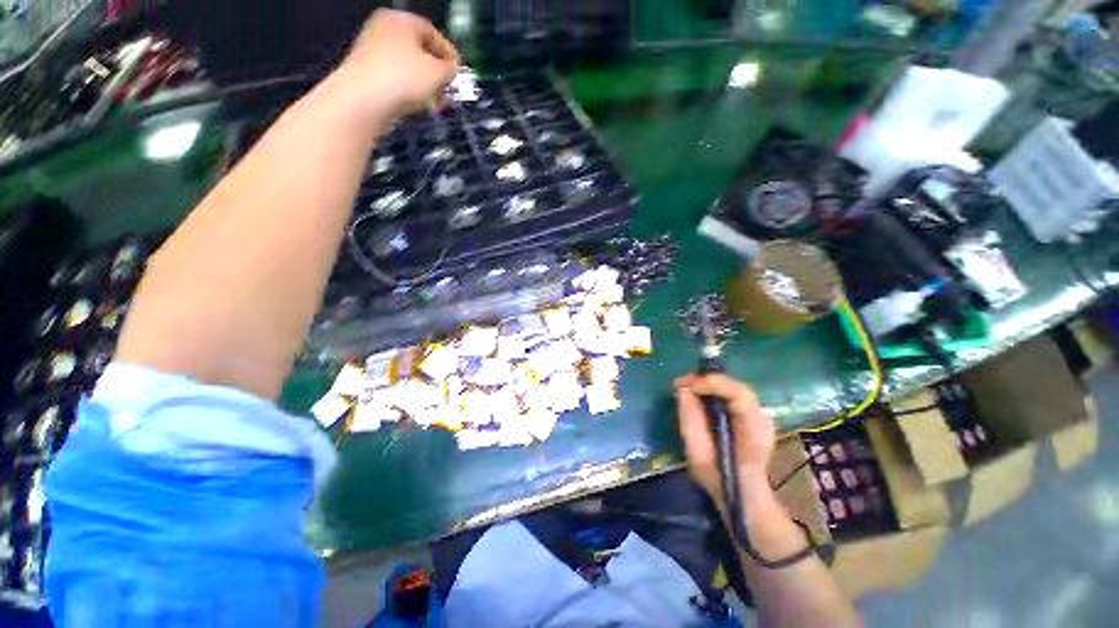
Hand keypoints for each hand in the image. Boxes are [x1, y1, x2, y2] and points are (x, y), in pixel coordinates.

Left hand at [334, 9, 459, 120]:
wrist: (364, 101)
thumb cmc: (404, 79)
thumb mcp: (438, 73)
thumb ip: (451, 69)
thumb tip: (452, 68)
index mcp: (400, 20)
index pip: (432, 32)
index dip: (449, 53)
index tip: (458, 72)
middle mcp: (384, 29)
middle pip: (419, 49)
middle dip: (437, 71)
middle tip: (449, 88)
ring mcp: (372, 51)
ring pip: (409, 66)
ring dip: (426, 84)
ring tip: (437, 102)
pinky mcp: (368, 73)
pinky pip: (397, 78)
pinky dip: (410, 89)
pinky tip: (420, 104)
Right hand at [675, 374, 775, 511]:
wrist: (744, 497)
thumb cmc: (720, 480)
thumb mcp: (698, 455)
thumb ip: (691, 421)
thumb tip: (682, 390)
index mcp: (754, 433)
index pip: (740, 394)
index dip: (712, 383)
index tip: (686, 385)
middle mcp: (763, 419)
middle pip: (736, 387)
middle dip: (706, 380)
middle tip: (680, 383)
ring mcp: (761, 416)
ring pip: (733, 388)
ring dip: (708, 384)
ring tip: (685, 387)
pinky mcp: (753, 416)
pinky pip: (732, 395)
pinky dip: (713, 391)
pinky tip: (697, 394)